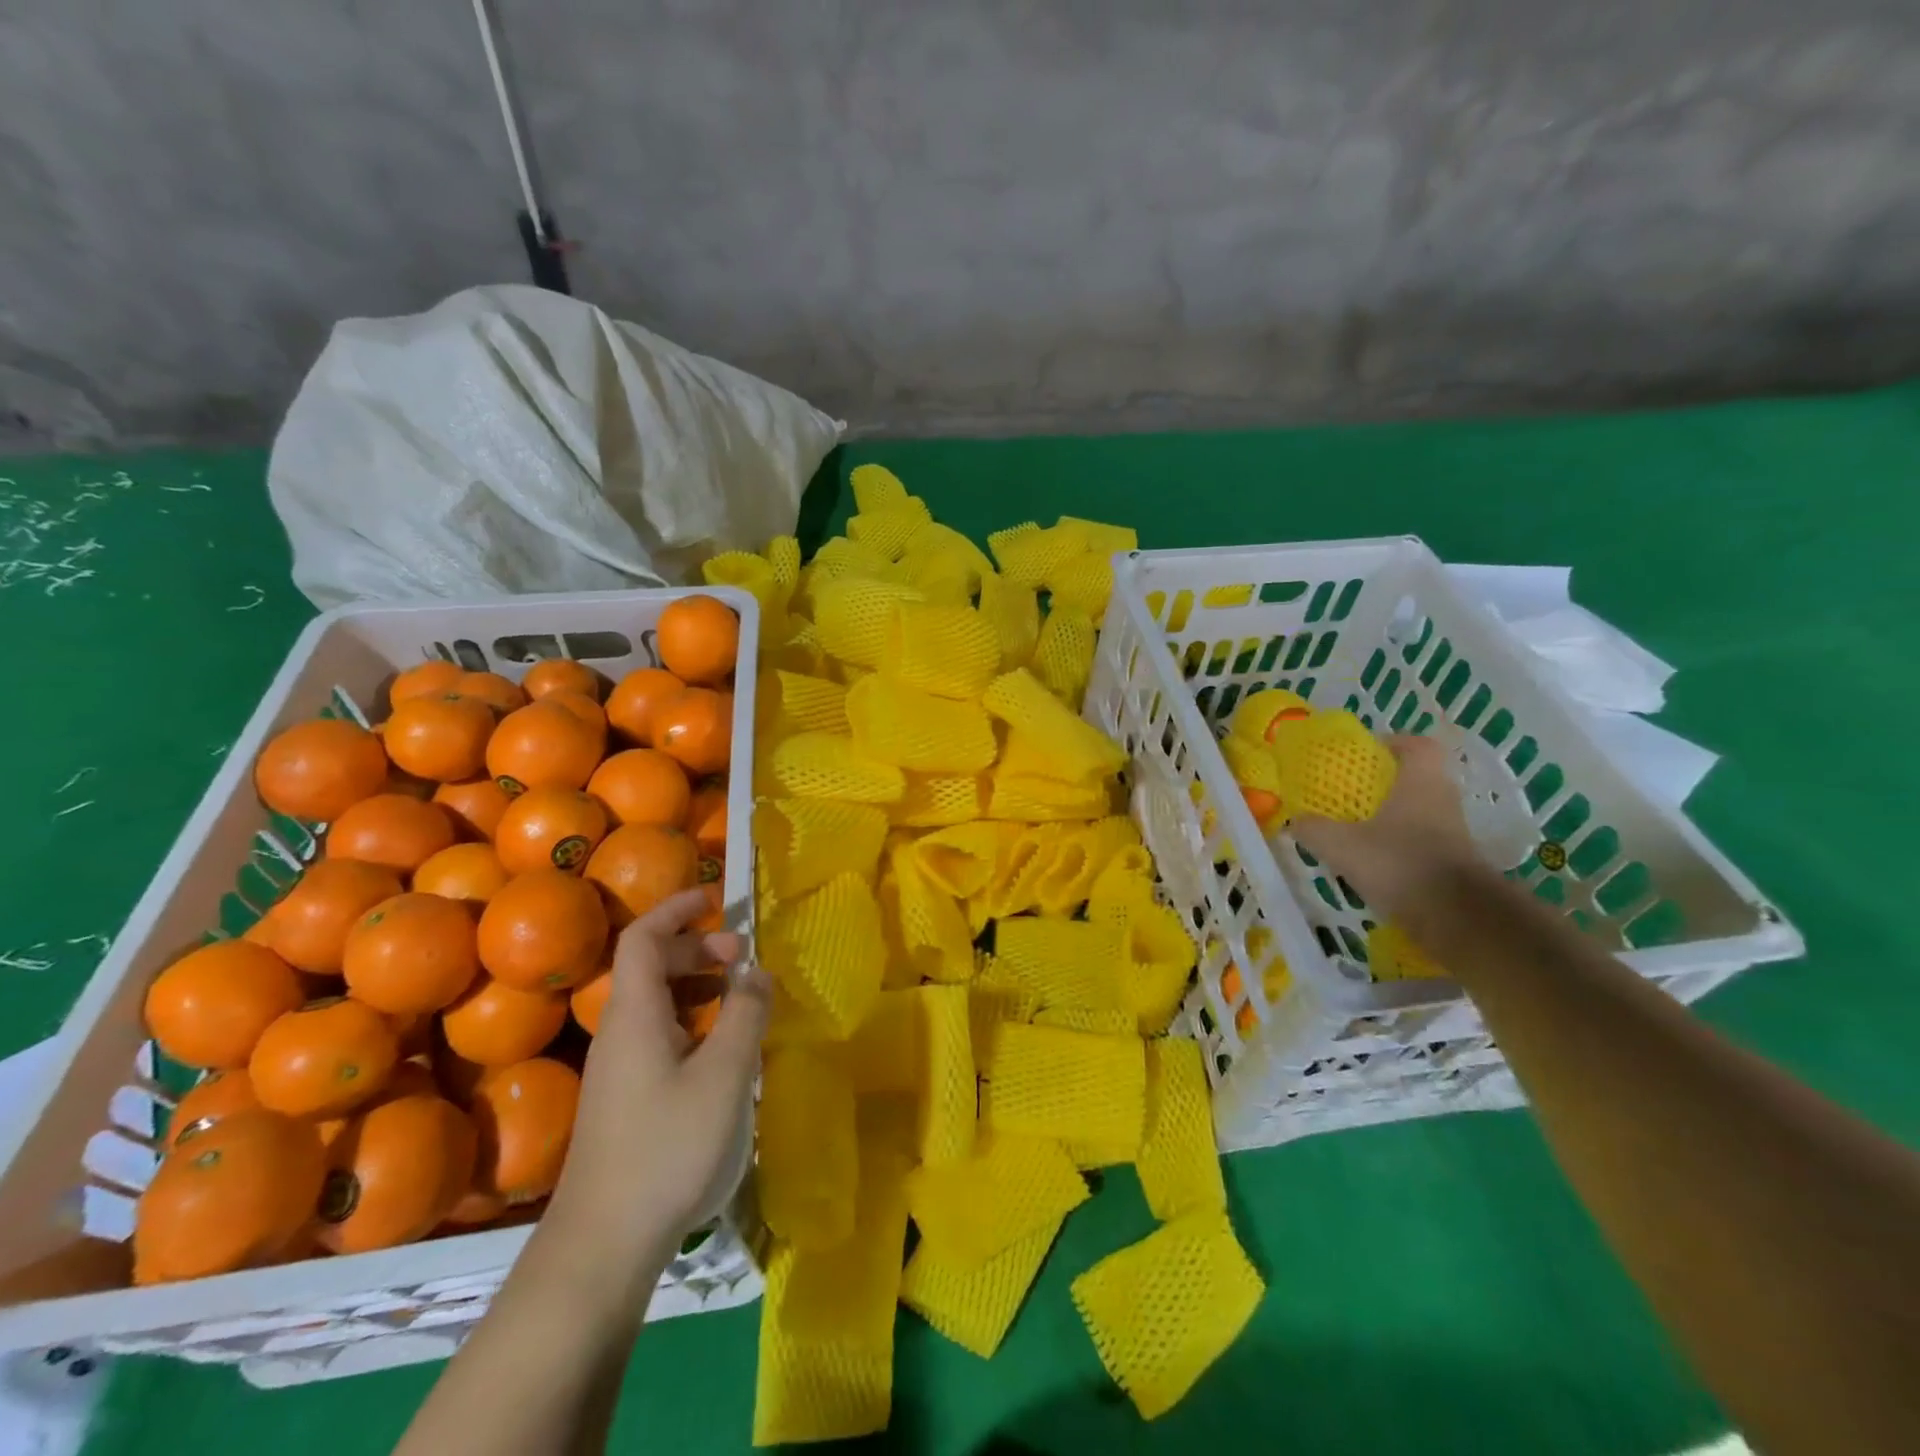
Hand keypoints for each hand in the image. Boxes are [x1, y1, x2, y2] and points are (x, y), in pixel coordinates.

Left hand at [546, 888, 770, 1279]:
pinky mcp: (625, 1095)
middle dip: (696, 947)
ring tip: (738, 995)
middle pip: (650, 965)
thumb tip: (756, 970)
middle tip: (741, 957)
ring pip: (655, 1001)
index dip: (675, 909)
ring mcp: (619, 1065)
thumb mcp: (724, 1074)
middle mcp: (620, 1030)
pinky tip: (720, 1045)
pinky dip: (691, 1018)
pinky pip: (659, 1032)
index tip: (714, 899)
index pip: (643, 937)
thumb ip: (745, 1014)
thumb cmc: (666, 1147)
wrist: (602, 1244)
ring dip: (696, 983)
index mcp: (634, 1013)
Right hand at [1290, 735, 1480, 917]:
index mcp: (1420, 783)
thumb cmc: (1399, 864)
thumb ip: (1313, 829)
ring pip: (1422, 812)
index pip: (1418, 745)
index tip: (1368, 753)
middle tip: (1353, 793)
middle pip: (1419, 778)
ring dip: (1395, 816)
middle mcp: (1443, 801)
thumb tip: (1294, 820)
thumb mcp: (1341, 846)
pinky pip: (1425, 842)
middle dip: (1387, 783)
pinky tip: (1376, 862)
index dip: (1394, 743)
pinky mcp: (1456, 863)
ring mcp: (1454, 834)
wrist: (1459, 919)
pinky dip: (1402, 846)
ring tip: (1359, 830)